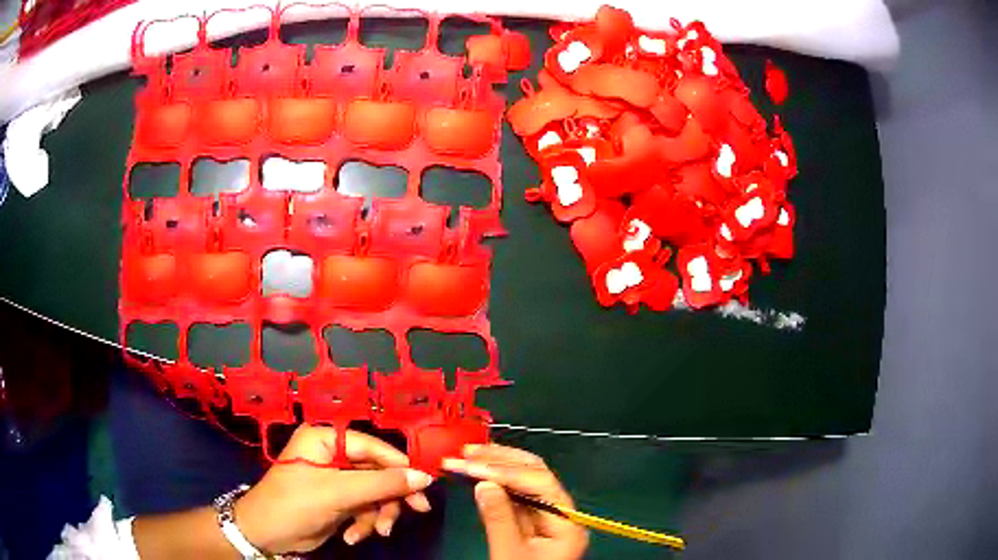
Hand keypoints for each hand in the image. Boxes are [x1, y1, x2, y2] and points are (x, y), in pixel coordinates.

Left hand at [235, 425, 434, 553]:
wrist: (267, 534)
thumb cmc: (295, 503)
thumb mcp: (338, 492)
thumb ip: (381, 483)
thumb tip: (424, 476)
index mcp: (326, 439)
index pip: (373, 446)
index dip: (400, 465)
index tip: (426, 483)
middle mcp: (333, 455)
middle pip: (378, 471)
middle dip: (392, 496)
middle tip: (418, 510)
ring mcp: (336, 479)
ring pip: (375, 493)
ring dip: (378, 515)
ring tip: (376, 533)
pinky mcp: (339, 501)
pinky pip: (365, 508)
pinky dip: (364, 523)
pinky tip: (353, 537)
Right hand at [443, 444, 588, 559]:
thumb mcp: (509, 554)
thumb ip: (499, 519)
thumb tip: (484, 483)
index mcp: (567, 522)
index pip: (540, 483)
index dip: (504, 471)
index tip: (470, 464)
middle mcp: (563, 514)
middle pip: (537, 475)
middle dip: (500, 461)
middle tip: (466, 452)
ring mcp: (549, 518)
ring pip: (527, 483)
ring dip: (497, 467)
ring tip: (468, 456)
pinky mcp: (535, 524)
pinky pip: (518, 497)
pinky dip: (497, 484)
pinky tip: (480, 474)